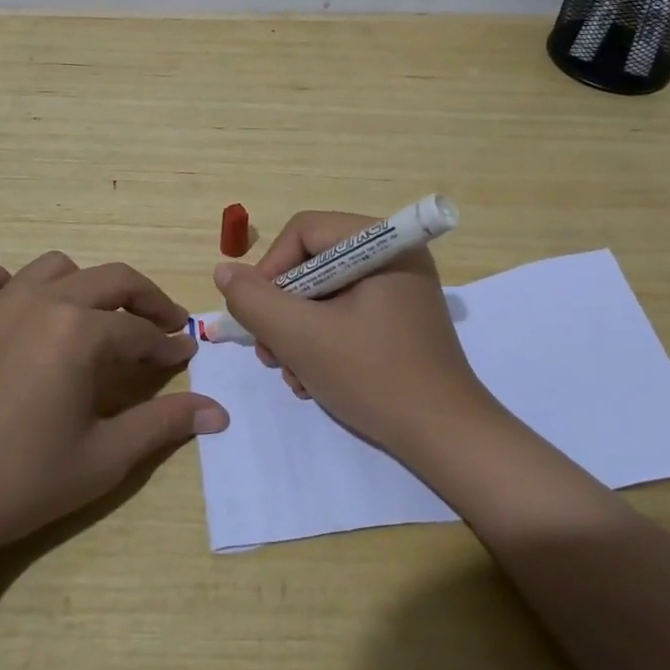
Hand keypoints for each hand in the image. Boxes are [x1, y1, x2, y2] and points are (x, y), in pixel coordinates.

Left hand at [0, 251, 229, 553]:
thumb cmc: (23, 482)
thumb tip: (219, 413)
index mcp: (80, 331)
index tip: (184, 355)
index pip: (140, 329)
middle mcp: (42, 301)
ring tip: (94, 320)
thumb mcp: (105, 457)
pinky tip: (17, 309)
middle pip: (110, 280)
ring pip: (55, 268)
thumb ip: (164, 424)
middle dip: (145, 299)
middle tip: (162, 326)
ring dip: (84, 286)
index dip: (167, 343)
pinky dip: (6, 283)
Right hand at [212, 211, 503, 459]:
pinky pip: (346, 313)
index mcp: (382, 243)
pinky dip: (323, 341)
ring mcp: (400, 287)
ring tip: (293, 375)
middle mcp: (394, 255)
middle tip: (270, 354)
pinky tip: (314, 379)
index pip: (304, 231)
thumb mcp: (302, 338)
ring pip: (325, 293)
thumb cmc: (374, 377)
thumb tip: (224, 270)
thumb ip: (255, 301)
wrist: (445, 438)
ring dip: (298, 333)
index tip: (257, 317)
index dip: (270, 270)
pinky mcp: (400, 318)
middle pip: (313, 263)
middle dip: (284, 311)